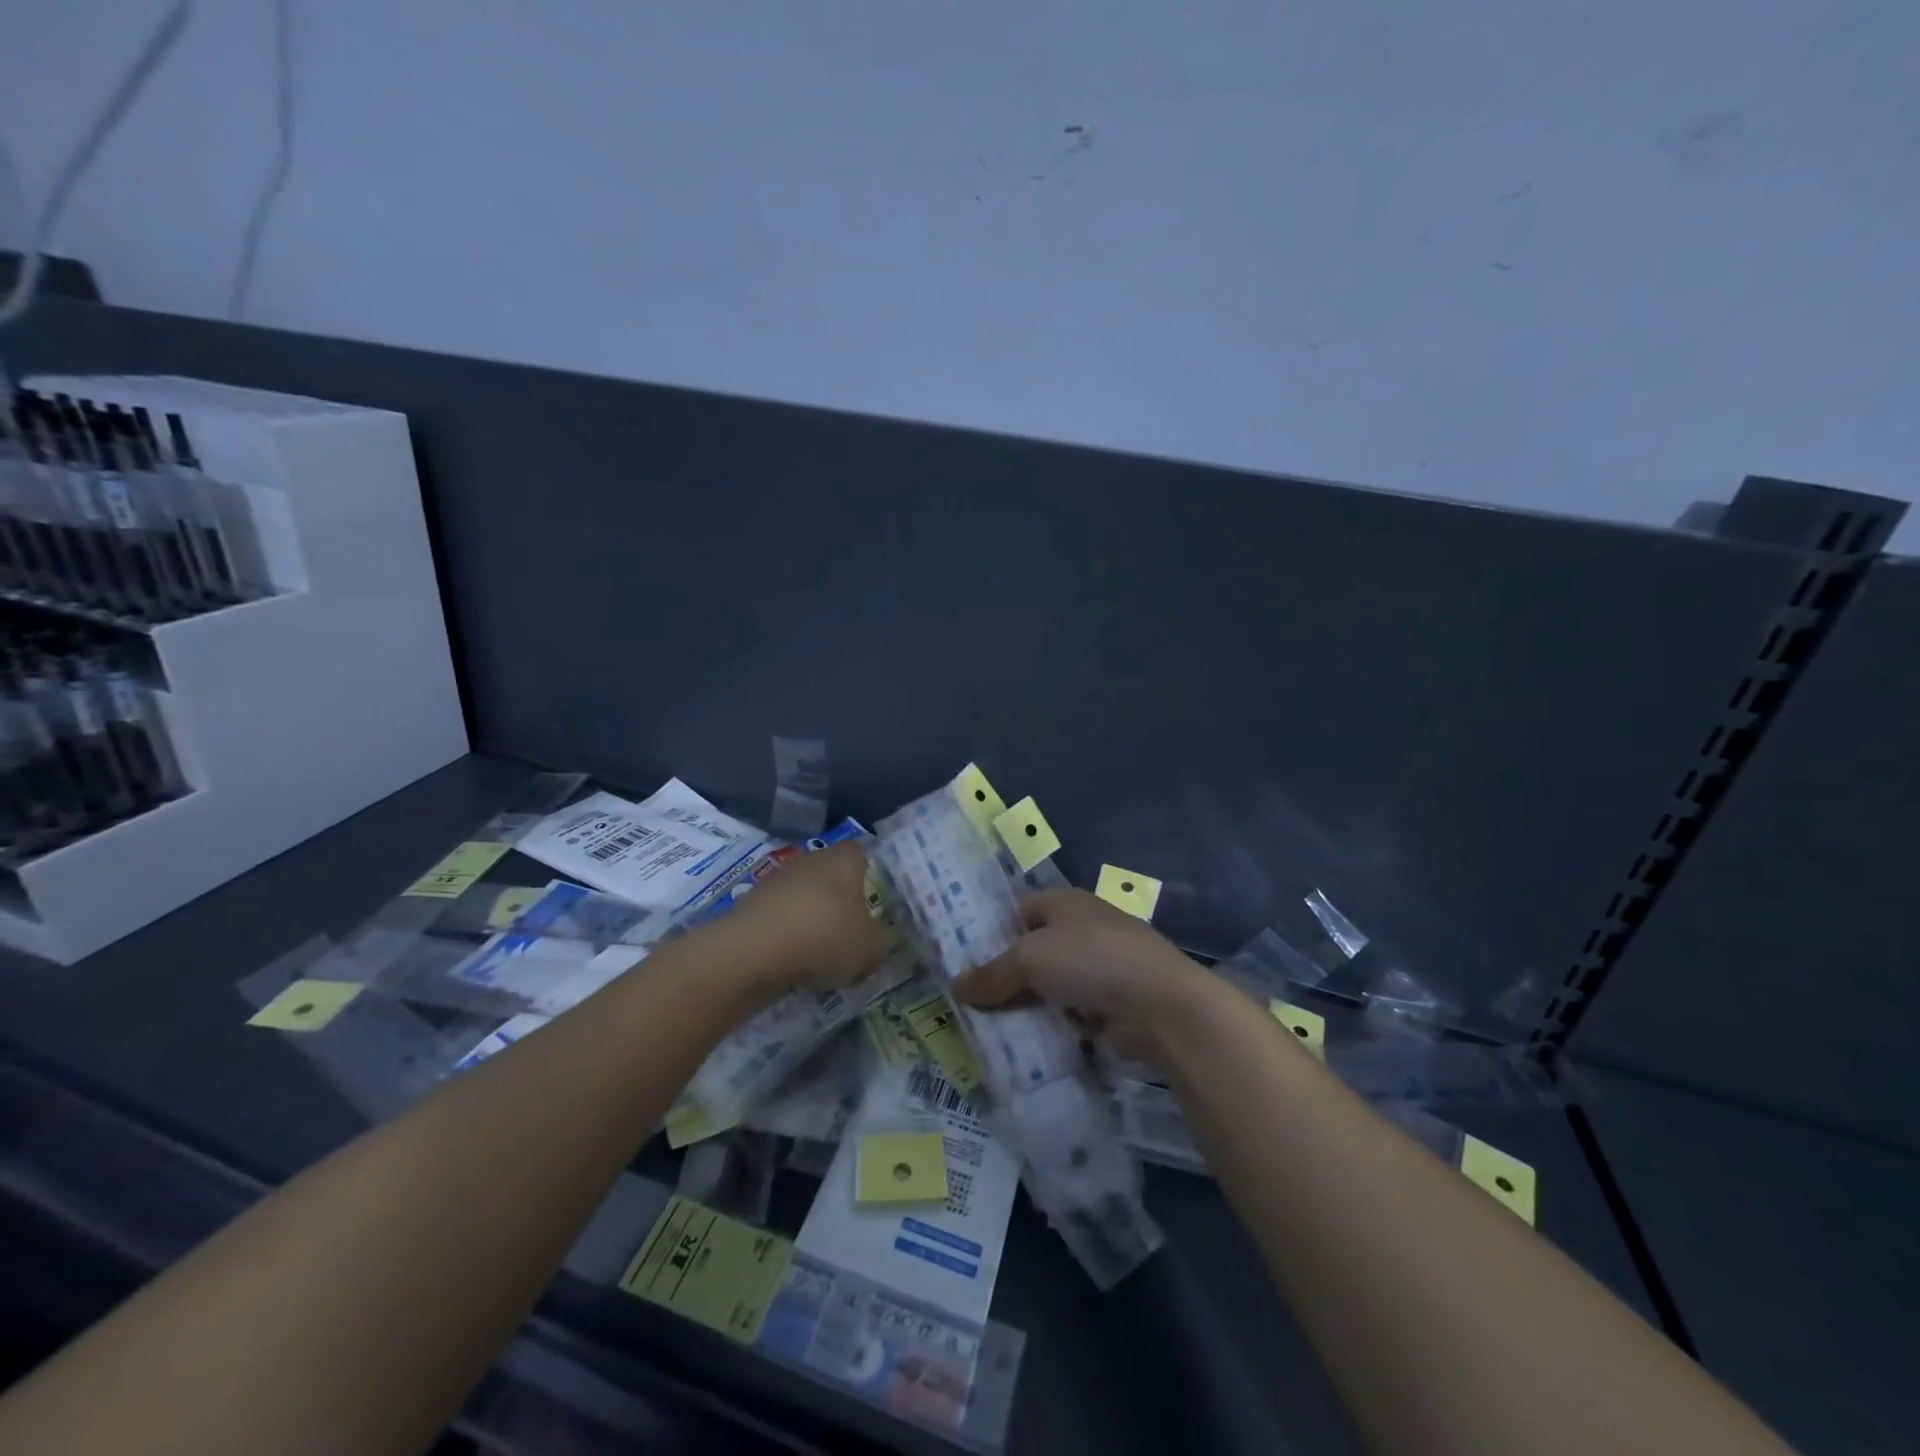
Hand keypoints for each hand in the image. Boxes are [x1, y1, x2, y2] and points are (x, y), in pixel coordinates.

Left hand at [728, 840, 896, 993]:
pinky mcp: (752, 902)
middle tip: (852, 934)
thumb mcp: (871, 948)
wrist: (752, 951)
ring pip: (805, 897)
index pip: (863, 855)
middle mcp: (812, 859)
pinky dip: (788, 934)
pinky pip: (782, 916)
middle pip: (833, 876)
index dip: (871, 878)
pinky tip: (793, 961)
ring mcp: (778, 878)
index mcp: (844, 859)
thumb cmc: (824, 937)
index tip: (875, 906)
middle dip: (841, 903)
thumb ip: (886, 940)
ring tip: (822, 956)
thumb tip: (888, 936)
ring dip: (813, 919)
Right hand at [952, 888, 1215, 1065]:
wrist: (1160, 1005)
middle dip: (1005, 976)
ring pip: (1049, 987)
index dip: (991, 932)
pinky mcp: (1110, 1006)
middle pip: (1033, 952)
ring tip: (988, 1030)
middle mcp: (1082, 929)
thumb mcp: (1030, 959)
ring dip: (1027, 1007)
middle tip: (968, 1002)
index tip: (963, 962)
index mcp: (1065, 902)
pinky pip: (1068, 1015)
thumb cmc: (1090, 959)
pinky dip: (1051, 1028)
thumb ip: (992, 974)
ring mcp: (1099, 969)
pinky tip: (1024, 1046)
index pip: (1018, 911)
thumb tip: (956, 988)